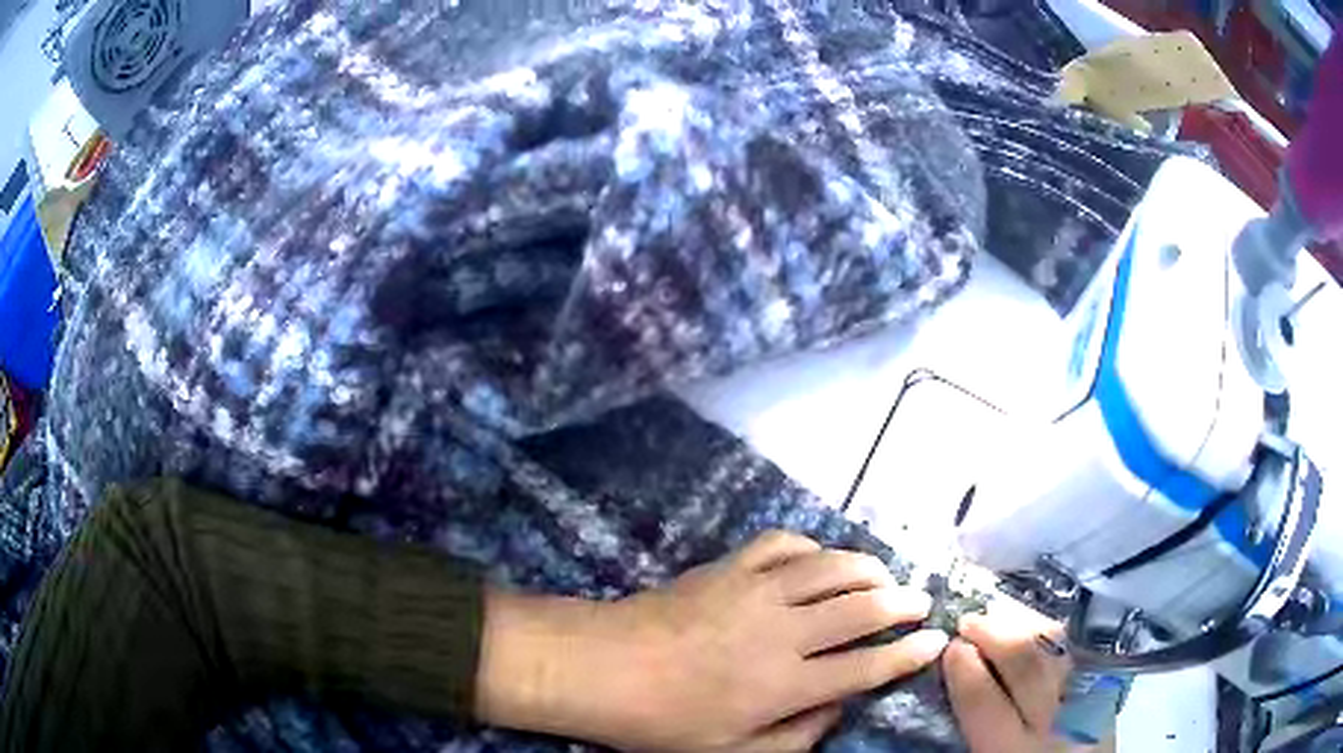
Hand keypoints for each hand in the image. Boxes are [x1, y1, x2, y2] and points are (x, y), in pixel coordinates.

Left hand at [476, 531, 948, 751]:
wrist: (601, 667)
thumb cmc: (662, 722)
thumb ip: (795, 738)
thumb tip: (838, 708)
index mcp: (786, 685)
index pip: (867, 666)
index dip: (909, 654)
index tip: (936, 641)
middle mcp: (783, 632)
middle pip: (862, 608)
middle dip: (901, 603)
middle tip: (920, 601)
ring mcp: (755, 591)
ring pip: (831, 568)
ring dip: (867, 568)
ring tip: (884, 575)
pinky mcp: (728, 566)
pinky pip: (783, 544)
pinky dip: (811, 546)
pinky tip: (818, 557)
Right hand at [944, 607, 1072, 752]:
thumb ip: (973, 732)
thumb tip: (954, 685)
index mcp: (1012, 751)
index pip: (984, 702)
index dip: (964, 670)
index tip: (950, 647)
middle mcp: (1052, 723)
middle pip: (1026, 667)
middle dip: (995, 635)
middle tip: (969, 619)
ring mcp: (1085, 701)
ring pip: (1056, 651)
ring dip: (1025, 624)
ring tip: (1000, 611)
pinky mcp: (1106, 690)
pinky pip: (1078, 652)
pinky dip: (1054, 635)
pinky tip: (1037, 624)